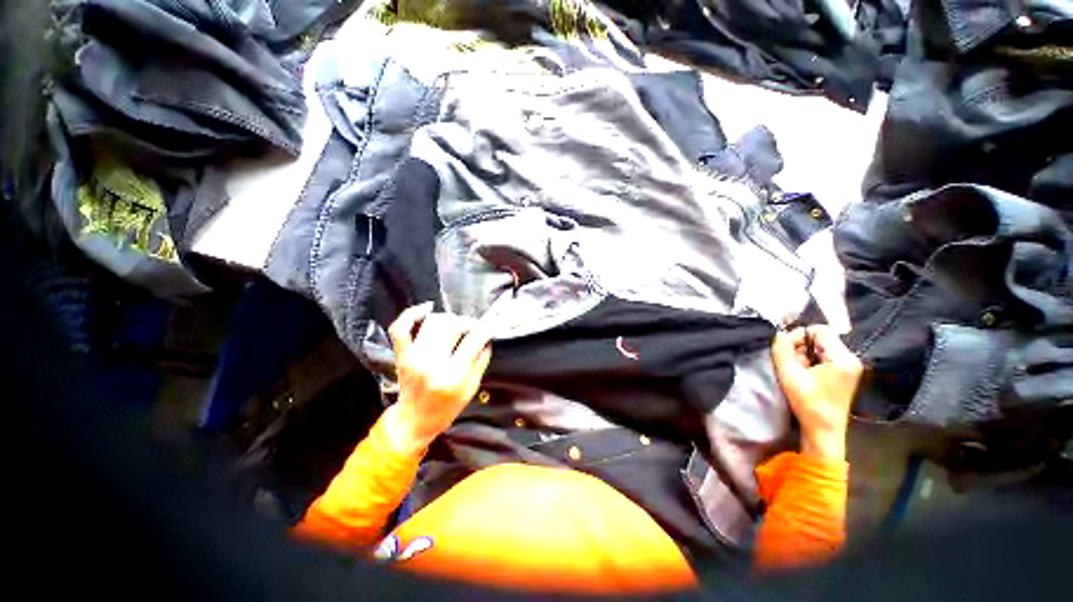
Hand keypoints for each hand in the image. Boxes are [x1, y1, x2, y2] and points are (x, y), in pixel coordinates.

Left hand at [382, 302, 492, 455]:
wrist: (413, 422)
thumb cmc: (445, 410)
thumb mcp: (471, 389)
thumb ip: (481, 362)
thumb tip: (486, 339)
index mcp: (453, 375)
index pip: (473, 339)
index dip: (485, 329)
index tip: (489, 326)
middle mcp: (432, 363)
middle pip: (453, 325)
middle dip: (467, 323)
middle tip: (472, 329)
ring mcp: (414, 357)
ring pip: (433, 322)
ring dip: (448, 319)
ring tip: (455, 327)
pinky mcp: (402, 355)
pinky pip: (401, 328)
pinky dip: (412, 314)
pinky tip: (427, 308)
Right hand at [771, 326, 862, 460]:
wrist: (824, 430)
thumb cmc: (808, 403)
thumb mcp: (789, 374)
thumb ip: (782, 350)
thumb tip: (778, 333)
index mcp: (842, 358)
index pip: (820, 330)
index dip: (799, 335)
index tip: (786, 350)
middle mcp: (850, 359)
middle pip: (820, 338)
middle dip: (800, 347)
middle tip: (789, 363)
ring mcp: (848, 367)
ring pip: (819, 348)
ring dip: (803, 355)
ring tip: (796, 371)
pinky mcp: (843, 374)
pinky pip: (823, 357)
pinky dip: (809, 362)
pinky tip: (803, 375)